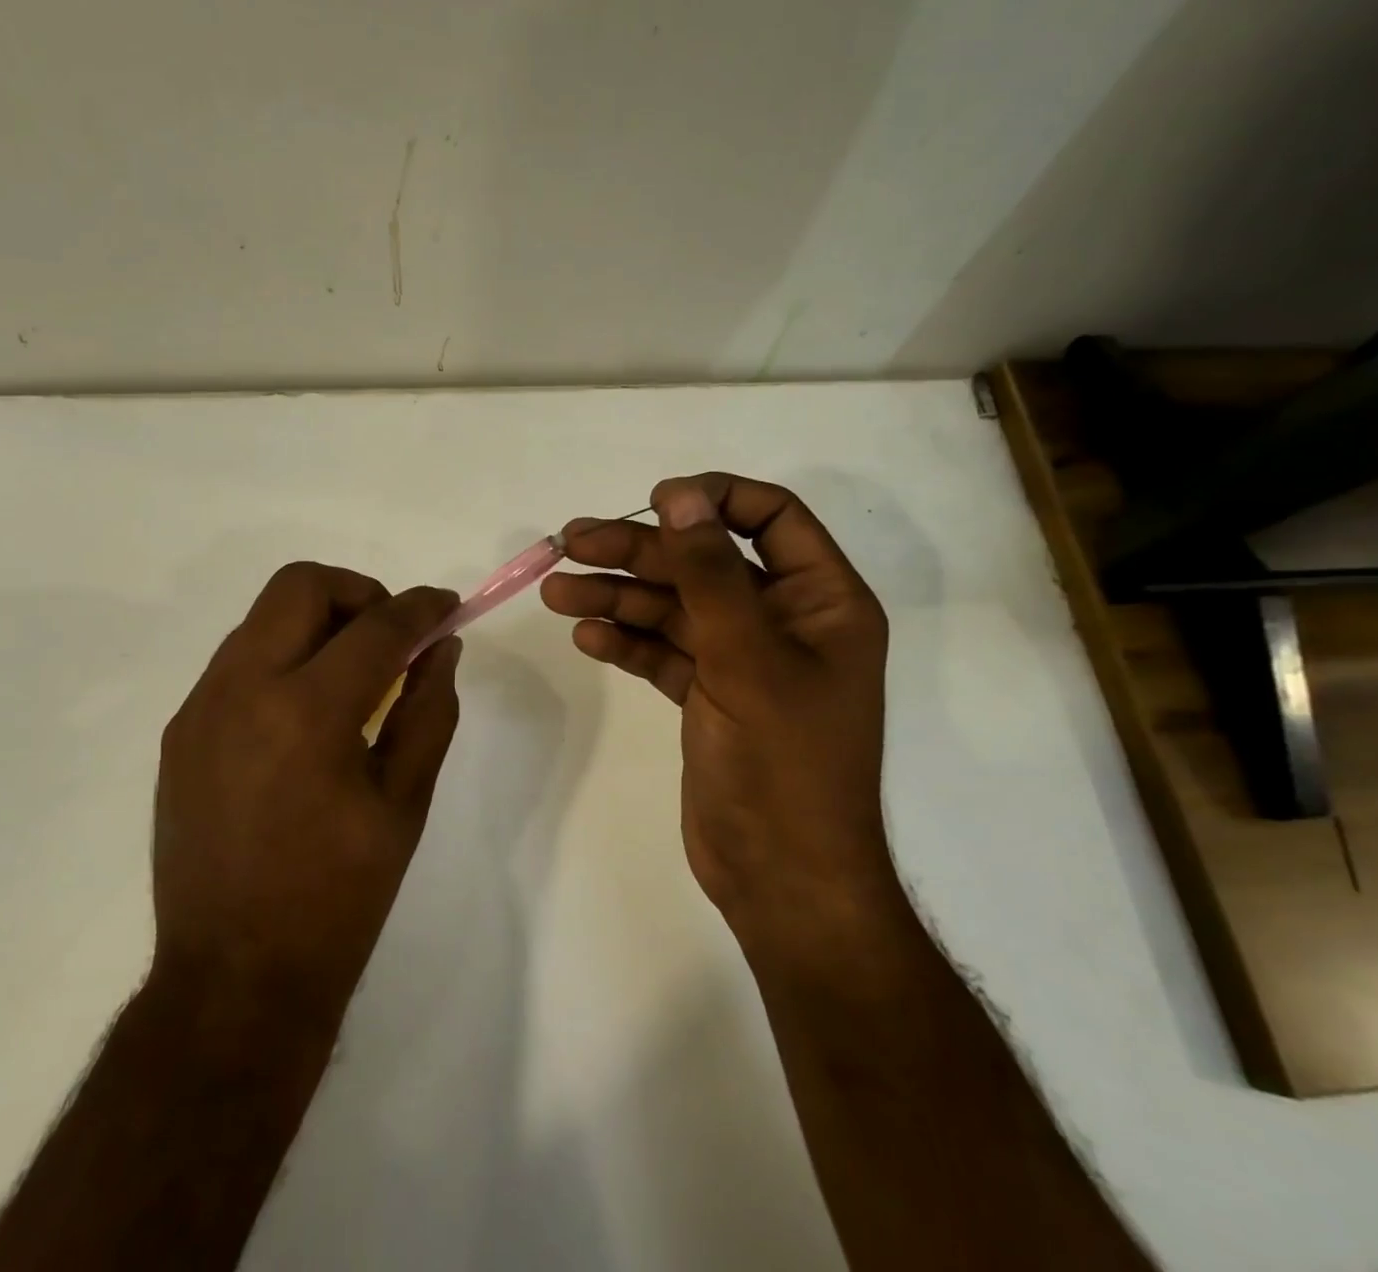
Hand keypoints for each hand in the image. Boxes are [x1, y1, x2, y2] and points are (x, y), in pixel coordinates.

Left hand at [148, 563, 461, 1027]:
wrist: (234, 980)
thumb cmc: (338, 898)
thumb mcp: (404, 803)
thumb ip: (429, 710)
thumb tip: (442, 648)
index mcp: (307, 714)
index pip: (377, 627)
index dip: (422, 607)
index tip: (447, 605)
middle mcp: (241, 691)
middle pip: (300, 585)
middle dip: (358, 592)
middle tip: (391, 635)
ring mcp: (200, 709)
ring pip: (263, 617)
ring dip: (317, 622)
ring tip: (352, 674)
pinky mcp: (179, 732)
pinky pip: (238, 661)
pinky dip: (283, 657)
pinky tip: (305, 713)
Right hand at [541, 474, 897, 967]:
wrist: (782, 880)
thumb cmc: (783, 765)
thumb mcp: (746, 658)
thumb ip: (710, 574)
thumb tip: (680, 496)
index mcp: (822, 601)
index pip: (771, 517)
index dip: (713, 499)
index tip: (654, 502)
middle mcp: (784, 620)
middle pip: (704, 562)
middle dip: (638, 552)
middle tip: (571, 542)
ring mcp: (743, 659)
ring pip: (674, 607)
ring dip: (617, 596)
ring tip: (556, 592)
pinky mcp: (709, 694)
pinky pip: (663, 651)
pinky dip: (626, 641)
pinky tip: (586, 636)